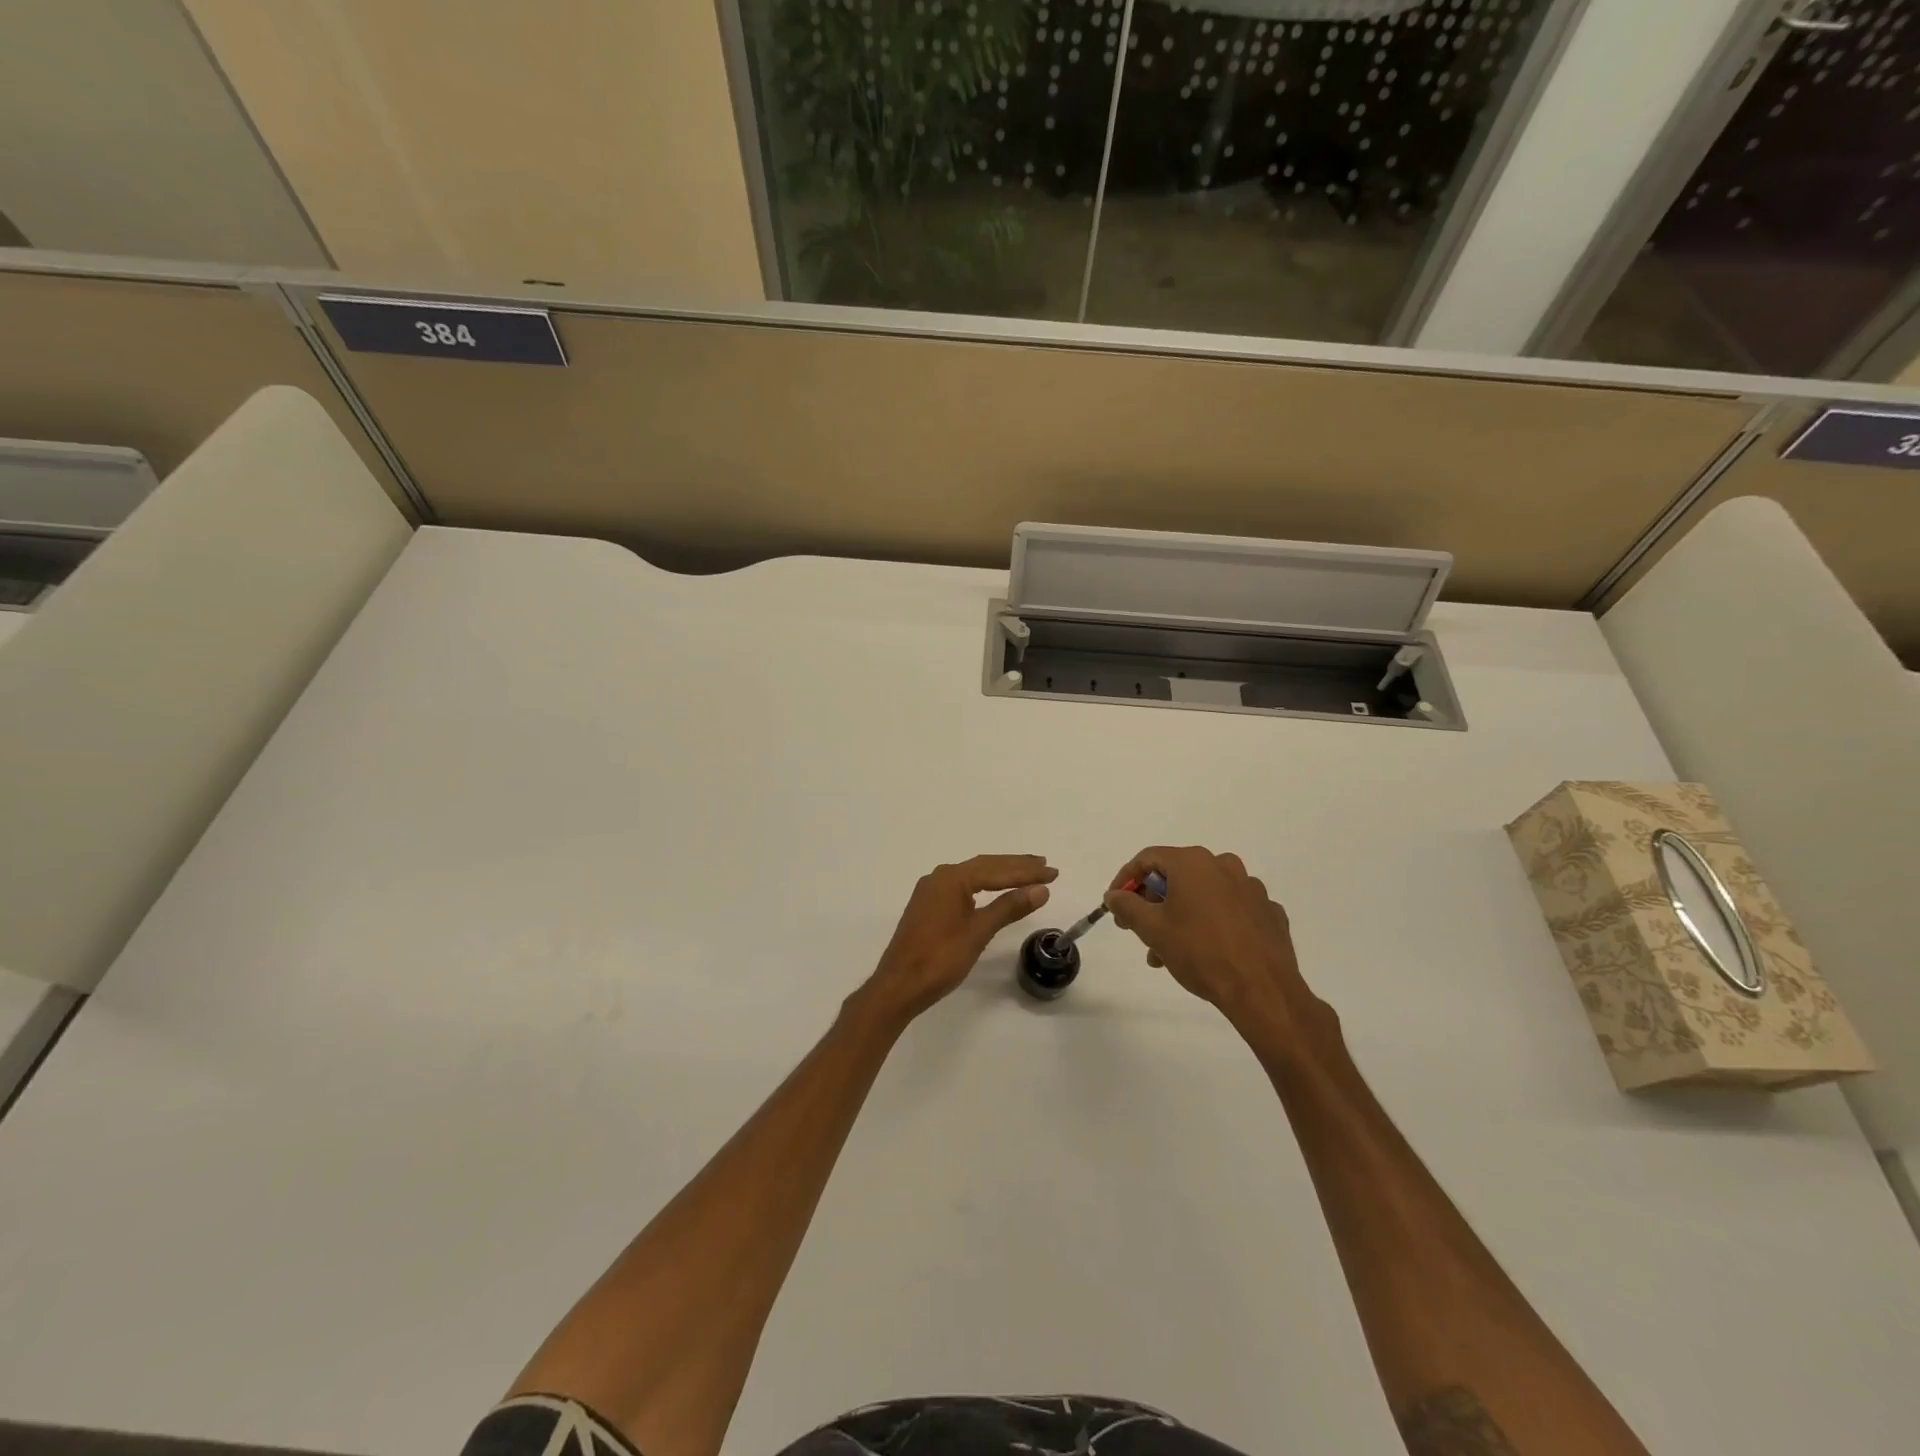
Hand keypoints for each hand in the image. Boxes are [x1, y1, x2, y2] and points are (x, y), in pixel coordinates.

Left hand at [862, 854, 1056, 1022]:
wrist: (899, 985)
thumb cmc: (940, 958)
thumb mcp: (979, 932)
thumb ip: (1009, 907)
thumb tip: (1040, 889)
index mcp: (951, 878)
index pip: (997, 870)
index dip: (1026, 871)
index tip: (1053, 872)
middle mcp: (940, 877)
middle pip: (985, 867)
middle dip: (1016, 867)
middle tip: (1045, 866)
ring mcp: (931, 891)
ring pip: (973, 876)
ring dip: (1001, 875)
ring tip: (1028, 874)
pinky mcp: (928, 906)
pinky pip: (963, 887)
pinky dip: (984, 887)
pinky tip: (995, 890)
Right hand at [1104, 847, 1331, 1047]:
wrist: (1262, 990)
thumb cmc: (1199, 952)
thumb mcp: (1152, 929)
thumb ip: (1127, 905)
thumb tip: (1114, 895)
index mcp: (1193, 862)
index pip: (1147, 859)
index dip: (1126, 880)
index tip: (1115, 905)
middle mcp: (1224, 865)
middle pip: (1176, 875)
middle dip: (1153, 903)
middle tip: (1140, 930)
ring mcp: (1251, 888)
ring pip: (1204, 894)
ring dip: (1181, 916)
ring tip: (1168, 952)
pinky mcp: (1268, 911)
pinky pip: (1231, 909)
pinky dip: (1214, 922)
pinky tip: (1208, 950)